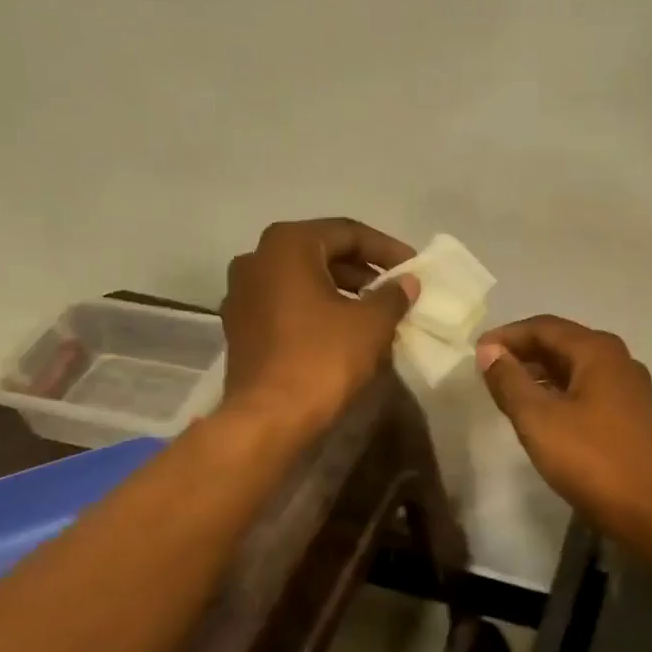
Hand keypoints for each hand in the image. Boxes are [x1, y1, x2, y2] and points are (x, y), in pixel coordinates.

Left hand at [221, 218, 418, 435]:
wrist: (268, 419)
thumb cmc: (322, 359)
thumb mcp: (371, 324)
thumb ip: (392, 295)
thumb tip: (407, 282)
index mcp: (287, 245)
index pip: (347, 232)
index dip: (386, 248)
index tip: (412, 267)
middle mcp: (256, 259)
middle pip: (320, 252)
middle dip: (361, 269)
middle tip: (393, 288)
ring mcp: (241, 294)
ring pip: (300, 279)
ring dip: (338, 289)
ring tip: (372, 309)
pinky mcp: (239, 326)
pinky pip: (284, 304)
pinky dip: (314, 308)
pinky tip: (340, 330)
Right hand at [476, 315, 651, 536]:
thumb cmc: (591, 459)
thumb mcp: (538, 419)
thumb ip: (509, 381)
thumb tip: (489, 351)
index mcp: (597, 351)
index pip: (544, 327)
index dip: (508, 335)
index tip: (478, 352)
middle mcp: (618, 360)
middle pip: (562, 342)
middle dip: (524, 351)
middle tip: (489, 368)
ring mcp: (629, 388)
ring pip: (576, 367)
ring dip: (541, 372)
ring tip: (508, 389)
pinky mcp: (632, 414)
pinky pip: (588, 388)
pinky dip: (560, 390)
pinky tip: (542, 411)